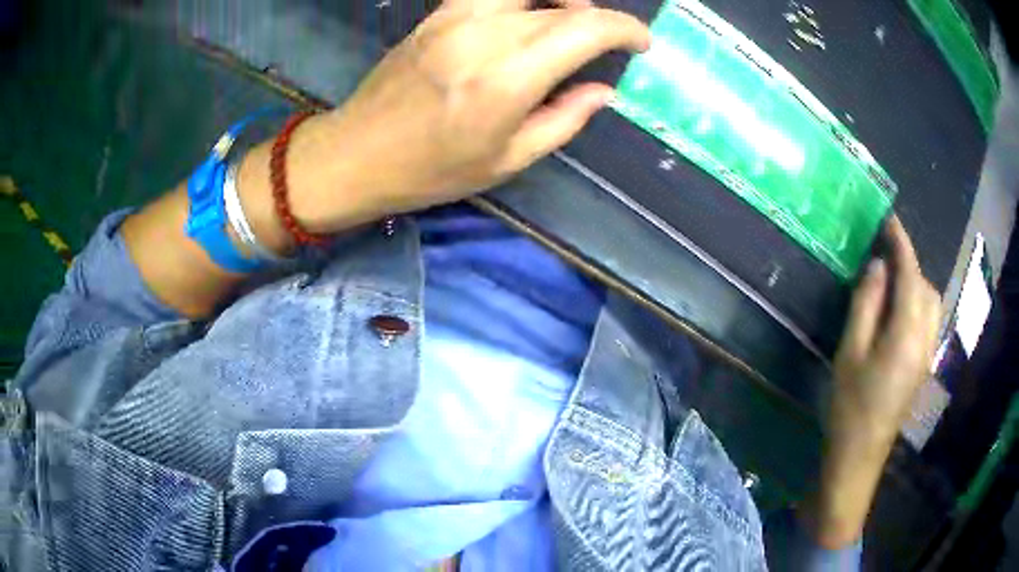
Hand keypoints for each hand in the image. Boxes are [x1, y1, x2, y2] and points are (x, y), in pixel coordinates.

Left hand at [277, 0, 650, 233]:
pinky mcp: (439, 13)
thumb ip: (564, 119)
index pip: (585, 28)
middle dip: (598, 18)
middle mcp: (486, 33)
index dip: (625, 29)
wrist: (356, 153)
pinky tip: (528, 18)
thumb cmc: (431, 170)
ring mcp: (457, 16)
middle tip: (608, 41)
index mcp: (508, 77)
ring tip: (570, 22)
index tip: (640, 43)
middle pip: (564, 3)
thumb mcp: (508, 159)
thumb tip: (602, 92)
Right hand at [801, 217, 941, 548]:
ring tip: (890, 282)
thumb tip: (878, 266)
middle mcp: (925, 339)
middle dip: (909, 264)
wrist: (859, 455)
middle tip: (883, 256)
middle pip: (926, 286)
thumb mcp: (850, 351)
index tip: (888, 217)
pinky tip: (897, 311)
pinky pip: (928, 320)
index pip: (910, 274)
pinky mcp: (923, 365)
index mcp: (906, 334)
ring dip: (914, 283)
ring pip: (931, 302)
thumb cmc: (849, 405)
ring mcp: (927, 354)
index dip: (901, 242)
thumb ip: (866, 303)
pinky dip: (917, 302)